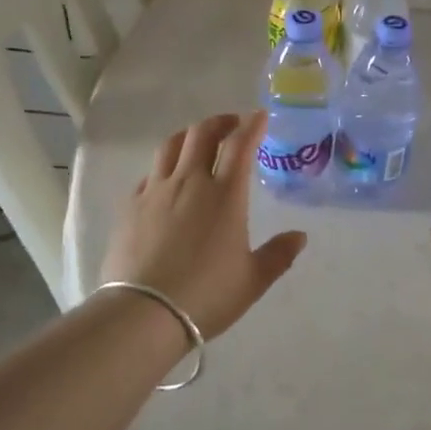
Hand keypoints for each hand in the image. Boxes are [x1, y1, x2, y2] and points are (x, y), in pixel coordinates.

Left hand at [102, 112, 306, 339]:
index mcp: (225, 194)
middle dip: (220, 122)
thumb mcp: (253, 280)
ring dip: (189, 135)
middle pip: (202, 133)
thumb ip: (278, 255)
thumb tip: (299, 237)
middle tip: (231, 124)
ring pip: (171, 145)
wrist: (144, 313)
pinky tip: (167, 179)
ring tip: (197, 141)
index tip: (260, 116)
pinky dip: (164, 166)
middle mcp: (190, 182)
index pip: (240, 145)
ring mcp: (156, 191)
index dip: (251, 125)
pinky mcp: (130, 206)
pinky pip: (149, 174)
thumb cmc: (207, 295)